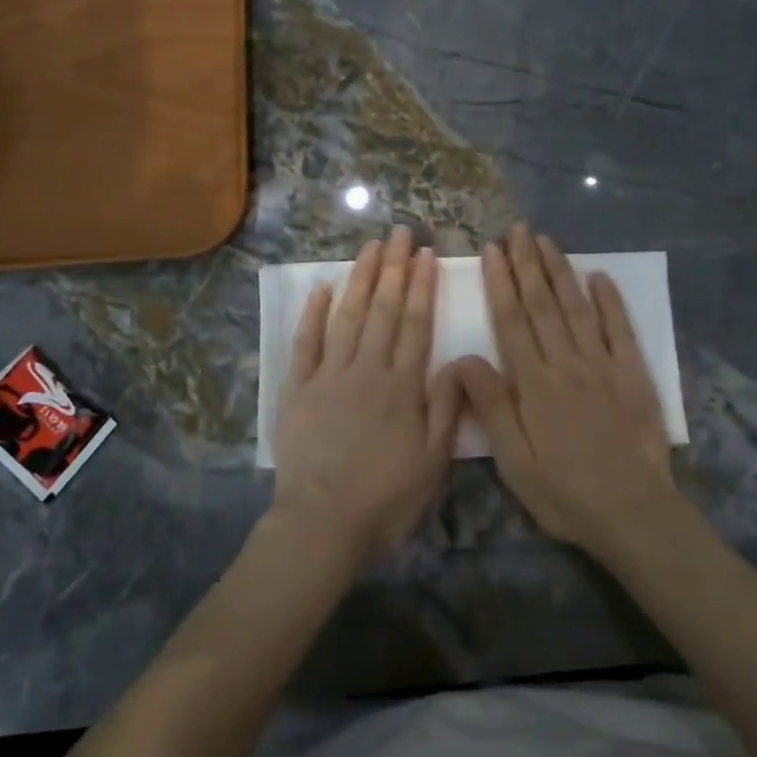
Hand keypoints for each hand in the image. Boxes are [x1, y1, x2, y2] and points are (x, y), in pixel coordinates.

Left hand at [272, 225, 462, 565]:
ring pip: (347, 316)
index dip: (422, 286)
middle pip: (383, 310)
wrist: (323, 524)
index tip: (426, 255)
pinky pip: (305, 343)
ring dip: (360, 279)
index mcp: (402, 386)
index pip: (416, 324)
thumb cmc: (386, 498)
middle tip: (400, 232)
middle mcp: (366, 369)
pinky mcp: (298, 389)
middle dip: (394, 268)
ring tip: (370, 247)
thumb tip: (458, 359)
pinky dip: (313, 314)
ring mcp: (328, 376)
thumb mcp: (433, 461)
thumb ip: (446, 407)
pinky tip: (321, 287)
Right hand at [450, 225, 676, 554]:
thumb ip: (489, 405)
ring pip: (578, 308)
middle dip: (528, 264)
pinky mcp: (634, 375)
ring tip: (547, 241)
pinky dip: (611, 300)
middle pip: (544, 304)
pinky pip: (621, 329)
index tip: (492, 251)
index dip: (500, 283)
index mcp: (534, 384)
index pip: (512, 321)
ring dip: (561, 272)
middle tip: (517, 231)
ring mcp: (604, 365)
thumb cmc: (564, 492)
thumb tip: (461, 357)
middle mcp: (568, 363)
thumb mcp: (513, 460)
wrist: (633, 512)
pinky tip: (600, 276)